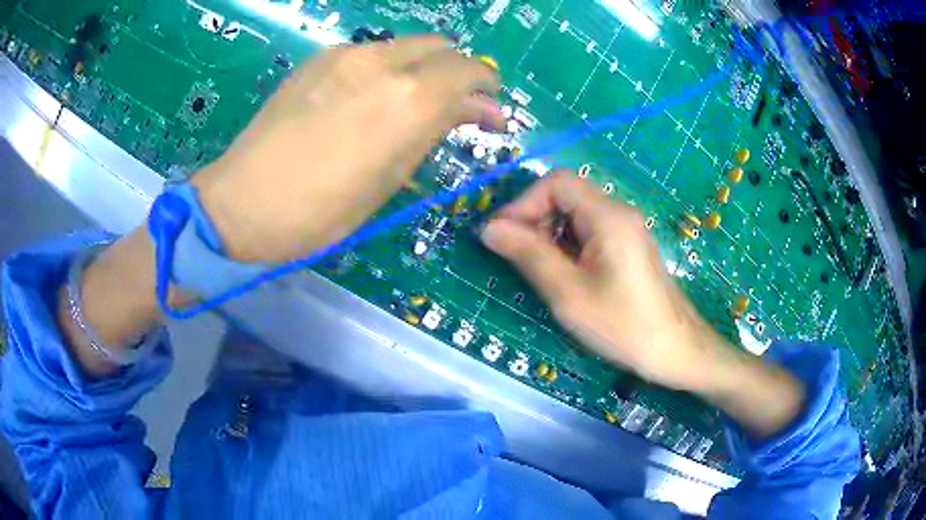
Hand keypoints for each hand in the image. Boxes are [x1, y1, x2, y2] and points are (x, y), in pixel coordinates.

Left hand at [193, 35, 503, 261]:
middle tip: (454, 104)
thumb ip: (434, 131)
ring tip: (409, 104)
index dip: (487, 85)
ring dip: (421, 69)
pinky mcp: (318, 59)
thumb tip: (472, 110)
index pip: (469, 69)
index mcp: (408, 98)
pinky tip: (368, 99)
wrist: (243, 200)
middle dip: (456, 71)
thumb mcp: (390, 178)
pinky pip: (370, 53)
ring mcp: (345, 54)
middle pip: (440, 47)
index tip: (488, 109)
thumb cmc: (322, 209)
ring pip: (404, 46)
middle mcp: (382, 62)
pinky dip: (386, 70)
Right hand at [481, 172, 804, 438]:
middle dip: (534, 219)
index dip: (523, 203)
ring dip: (548, 235)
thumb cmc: (624, 325)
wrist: (676, 350)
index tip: (501, 236)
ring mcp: (625, 230)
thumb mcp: (569, 294)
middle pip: (565, 195)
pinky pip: (589, 233)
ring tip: (537, 270)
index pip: (556, 182)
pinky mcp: (627, 247)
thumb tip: (490, 228)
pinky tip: (562, 276)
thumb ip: (529, 255)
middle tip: (515, 256)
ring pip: (575, 215)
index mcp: (607, 216)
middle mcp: (618, 213)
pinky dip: (566, 246)